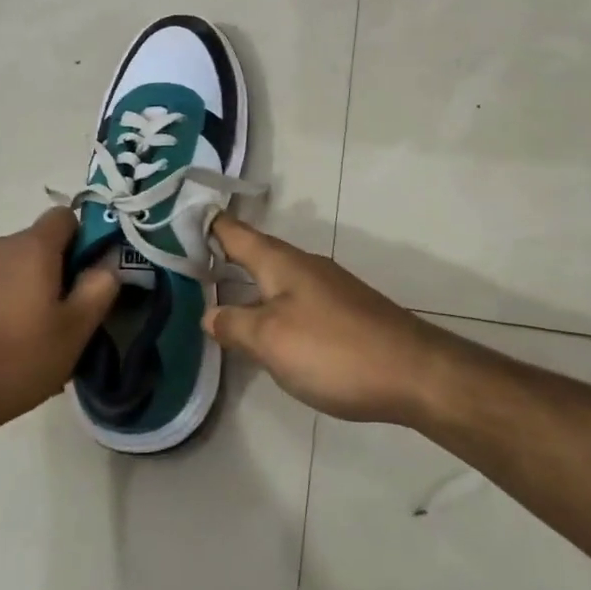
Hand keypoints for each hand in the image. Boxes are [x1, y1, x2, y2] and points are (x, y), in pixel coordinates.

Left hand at [0, 208, 119, 439]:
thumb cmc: (15, 359)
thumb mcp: (74, 331)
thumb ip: (99, 288)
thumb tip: (108, 262)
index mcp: (31, 247)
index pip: (64, 217)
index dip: (82, 240)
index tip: (86, 277)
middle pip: (36, 245)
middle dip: (54, 273)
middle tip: (62, 319)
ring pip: (10, 269)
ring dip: (24, 291)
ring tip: (29, 341)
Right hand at [204, 217, 445, 424]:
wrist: (413, 373)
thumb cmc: (334, 350)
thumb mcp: (272, 340)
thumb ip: (235, 325)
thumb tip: (209, 314)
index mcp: (281, 262)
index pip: (236, 232)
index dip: (207, 223)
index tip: (176, 216)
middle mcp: (304, 266)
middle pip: (255, 253)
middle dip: (223, 255)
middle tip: (185, 262)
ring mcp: (327, 288)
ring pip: (275, 277)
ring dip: (246, 282)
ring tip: (215, 294)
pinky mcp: (342, 313)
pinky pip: (293, 299)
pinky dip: (269, 303)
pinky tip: (264, 328)